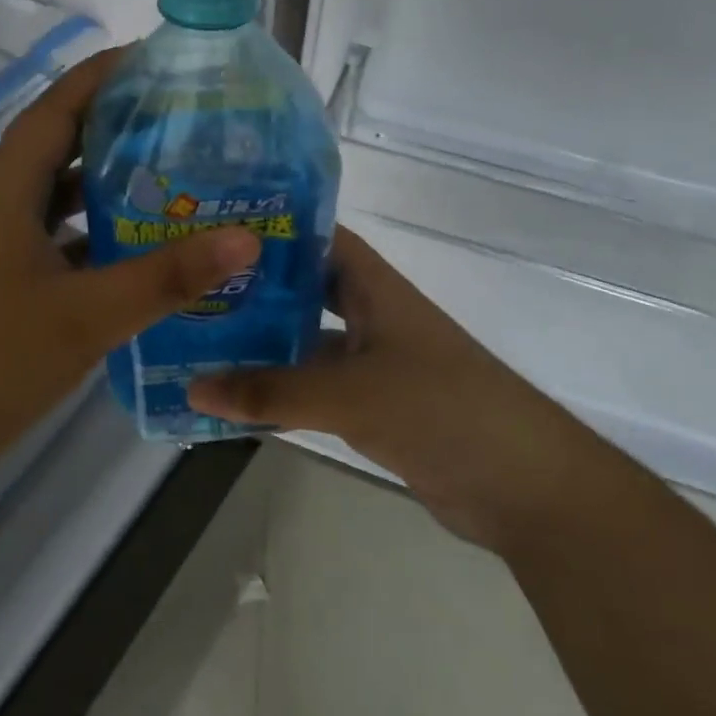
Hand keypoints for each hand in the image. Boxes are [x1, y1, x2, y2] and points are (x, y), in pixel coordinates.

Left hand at [0, 48, 259, 508]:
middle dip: (113, 125)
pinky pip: (49, 238)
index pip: (55, 109)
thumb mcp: (87, 317)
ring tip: (169, 176)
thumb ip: (167, 277)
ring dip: (104, 183)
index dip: (100, 75)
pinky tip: (133, 250)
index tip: (153, 57)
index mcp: (3, 192)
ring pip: (53, 196)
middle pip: (57, 146)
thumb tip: (246, 238)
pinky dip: (89, 233)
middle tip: (180, 118)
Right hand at [189, 227, 571, 551]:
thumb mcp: (351, 395)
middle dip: (254, 288)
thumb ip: (273, 392)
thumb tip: (193, 387)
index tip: (214, 229)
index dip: (272, 228)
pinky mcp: (373, 406)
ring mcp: (373, 362)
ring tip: (198, 338)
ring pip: (306, 341)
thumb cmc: (441, 409)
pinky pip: (315, 387)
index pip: (318, 237)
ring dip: (262, 343)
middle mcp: (371, 315)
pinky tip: (236, 398)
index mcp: (374, 287)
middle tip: (191, 287)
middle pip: (304, 289)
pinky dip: (281, 390)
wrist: (523, 487)